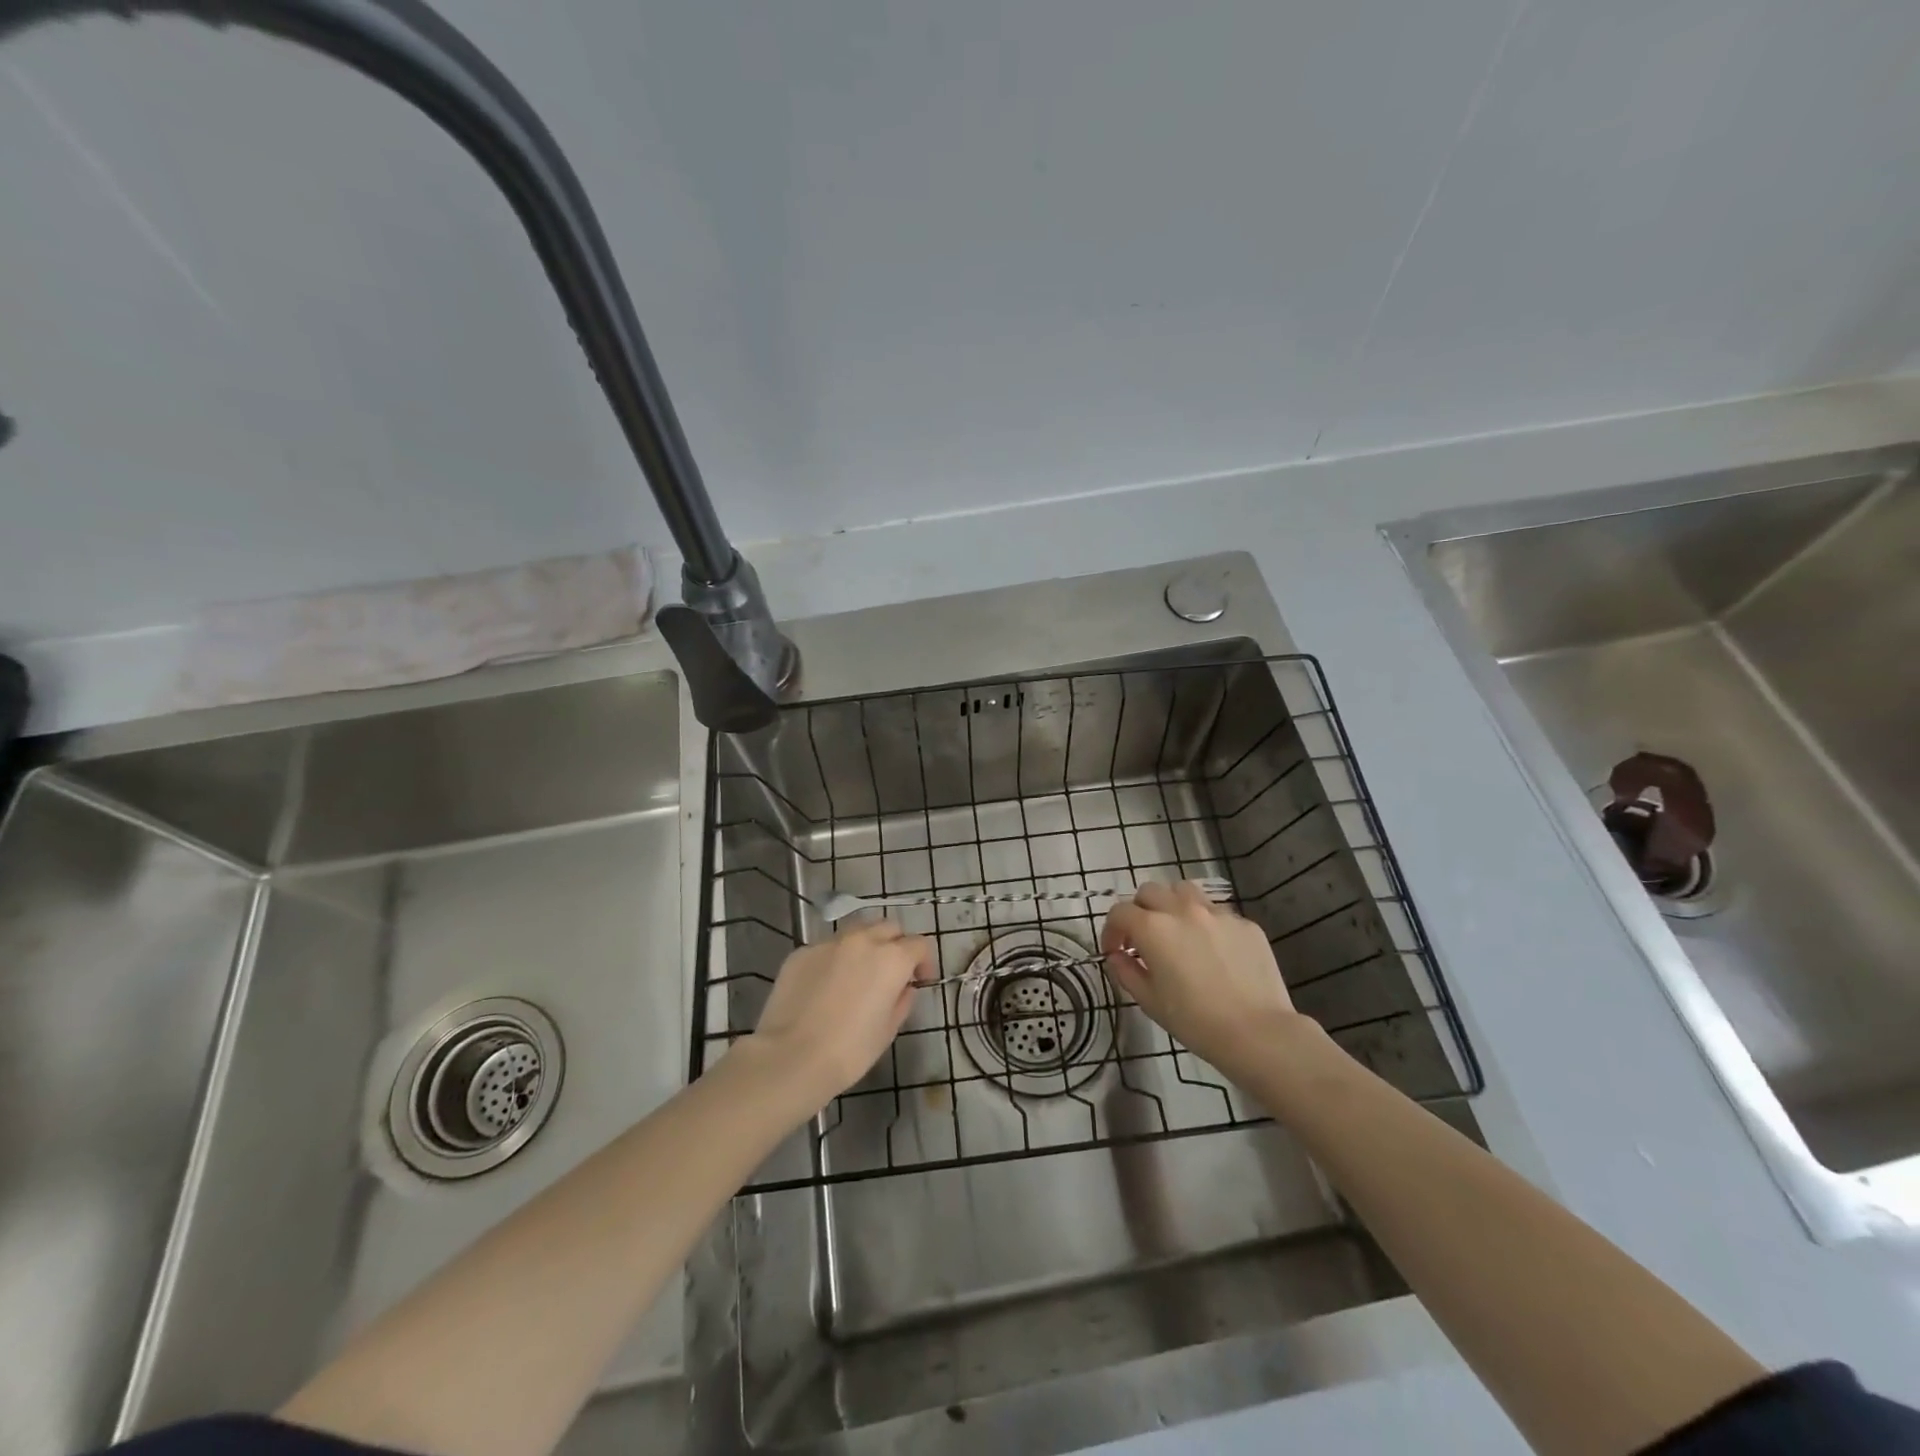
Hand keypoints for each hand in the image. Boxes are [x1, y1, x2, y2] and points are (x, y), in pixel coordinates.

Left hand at [751, 920, 934, 1107]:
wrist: (791, 1057)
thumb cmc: (849, 1051)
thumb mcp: (888, 1030)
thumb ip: (902, 1000)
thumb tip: (903, 988)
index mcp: (891, 958)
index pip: (919, 945)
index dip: (924, 962)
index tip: (920, 981)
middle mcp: (862, 940)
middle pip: (889, 928)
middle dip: (896, 945)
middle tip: (891, 973)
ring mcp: (829, 943)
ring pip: (857, 931)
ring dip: (866, 946)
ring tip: (858, 974)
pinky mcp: (802, 952)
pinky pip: (827, 948)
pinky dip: (835, 959)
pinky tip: (826, 986)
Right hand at [1101, 880, 1306, 1081]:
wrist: (1258, 1033)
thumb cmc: (1195, 1021)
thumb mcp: (1149, 1001)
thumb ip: (1125, 972)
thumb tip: (1116, 956)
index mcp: (1154, 928)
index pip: (1120, 912)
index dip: (1111, 930)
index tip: (1115, 951)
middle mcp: (1183, 910)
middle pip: (1150, 892)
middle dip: (1140, 911)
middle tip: (1143, 939)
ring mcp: (1217, 913)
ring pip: (1184, 891)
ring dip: (1171, 905)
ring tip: (1177, 931)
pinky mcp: (1245, 924)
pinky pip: (1217, 913)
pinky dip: (1205, 923)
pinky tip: (1213, 951)